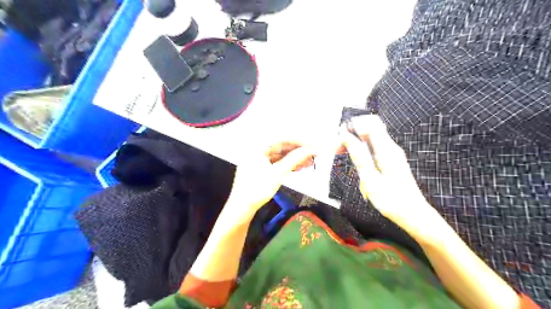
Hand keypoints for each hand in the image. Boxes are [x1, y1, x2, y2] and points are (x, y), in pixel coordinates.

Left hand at [223, 141, 316, 224]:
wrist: (242, 207)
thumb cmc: (257, 189)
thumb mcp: (278, 173)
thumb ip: (294, 159)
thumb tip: (310, 150)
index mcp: (258, 147)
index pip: (282, 139)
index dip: (299, 142)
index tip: (312, 146)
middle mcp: (257, 151)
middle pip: (281, 147)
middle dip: (298, 151)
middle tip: (312, 155)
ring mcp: (258, 160)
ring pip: (280, 156)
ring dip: (294, 159)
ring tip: (309, 163)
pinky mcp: (260, 169)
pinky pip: (276, 163)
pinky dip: (287, 165)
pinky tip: (298, 167)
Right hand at [341, 115, 442, 238]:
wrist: (412, 214)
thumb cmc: (391, 199)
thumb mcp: (370, 179)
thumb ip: (358, 155)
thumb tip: (346, 136)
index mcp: (386, 150)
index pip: (370, 124)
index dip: (353, 125)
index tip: (339, 136)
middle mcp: (391, 147)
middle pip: (370, 128)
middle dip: (352, 133)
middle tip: (337, 147)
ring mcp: (392, 153)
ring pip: (370, 137)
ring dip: (355, 142)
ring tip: (341, 153)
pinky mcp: (391, 160)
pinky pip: (373, 147)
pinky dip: (361, 149)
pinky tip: (354, 159)